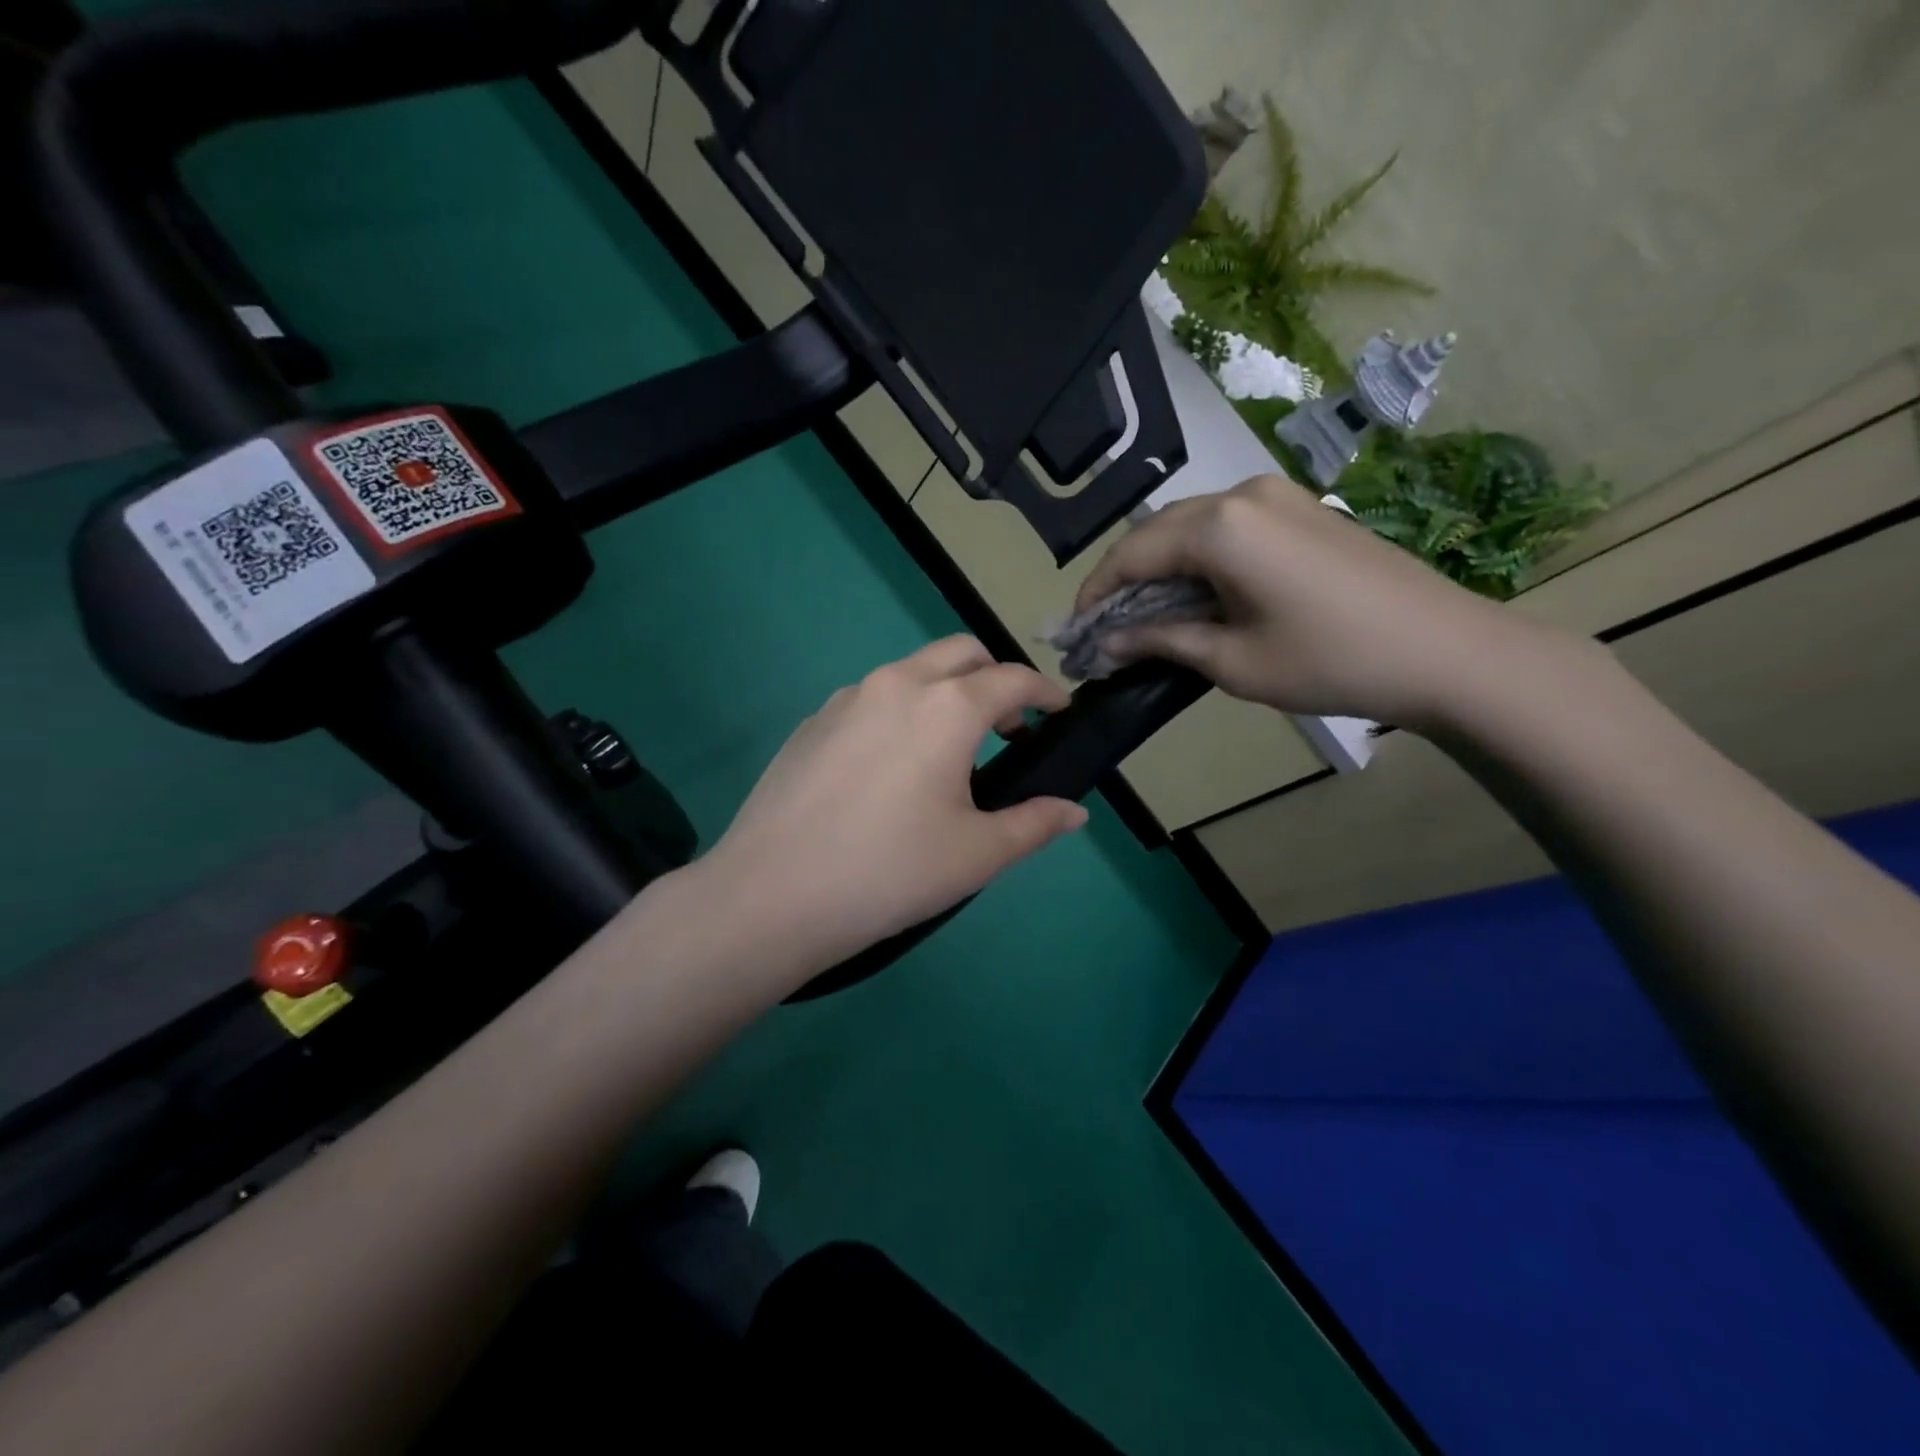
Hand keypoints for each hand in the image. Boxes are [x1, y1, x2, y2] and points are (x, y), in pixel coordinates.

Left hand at [705, 636, 1088, 968]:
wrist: (772, 895)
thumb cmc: (891, 872)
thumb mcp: (977, 854)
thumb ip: (1034, 824)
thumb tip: (1073, 812)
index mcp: (946, 707)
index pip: (1012, 679)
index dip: (1044, 692)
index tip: (1060, 711)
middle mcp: (896, 684)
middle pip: (960, 653)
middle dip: (994, 677)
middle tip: (1008, 728)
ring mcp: (846, 699)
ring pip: (910, 672)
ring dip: (943, 692)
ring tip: (948, 751)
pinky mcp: (811, 723)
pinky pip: (870, 700)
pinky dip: (899, 713)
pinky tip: (889, 769)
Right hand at [1074, 473, 1579, 730]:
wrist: (1445, 650)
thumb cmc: (1329, 662)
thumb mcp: (1232, 662)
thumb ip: (1160, 642)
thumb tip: (1106, 643)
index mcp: (1219, 527)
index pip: (1130, 554)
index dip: (1095, 594)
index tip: (1076, 633)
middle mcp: (1241, 494)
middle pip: (1156, 532)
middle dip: (1124, 579)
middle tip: (1106, 629)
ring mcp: (1277, 494)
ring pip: (1190, 525)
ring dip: (1160, 567)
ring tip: (1147, 617)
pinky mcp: (1301, 508)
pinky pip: (1227, 525)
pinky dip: (1197, 558)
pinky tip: (1196, 595)